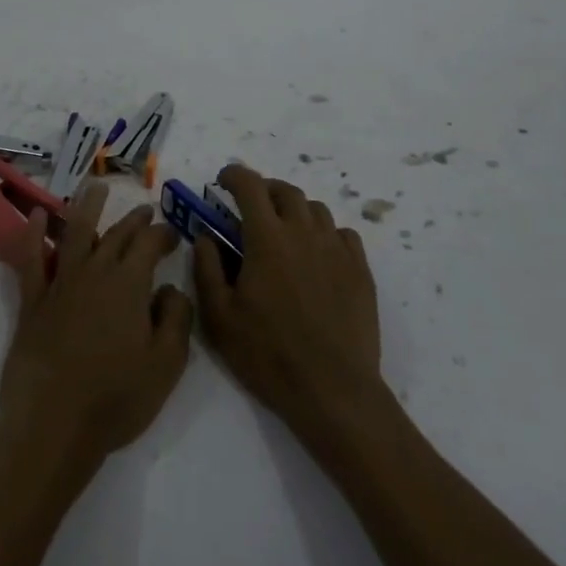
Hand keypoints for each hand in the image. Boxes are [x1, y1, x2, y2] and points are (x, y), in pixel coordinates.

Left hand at [0, 180, 194, 473]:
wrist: (53, 426)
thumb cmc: (116, 398)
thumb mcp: (167, 364)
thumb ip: (177, 318)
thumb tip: (171, 289)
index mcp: (130, 283)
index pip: (150, 243)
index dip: (163, 233)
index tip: (173, 234)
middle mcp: (95, 272)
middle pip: (117, 234)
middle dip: (134, 220)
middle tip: (145, 210)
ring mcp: (60, 284)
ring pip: (75, 233)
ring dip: (87, 207)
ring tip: (94, 187)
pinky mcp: (33, 302)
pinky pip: (32, 260)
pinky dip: (33, 234)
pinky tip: (34, 215)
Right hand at [193, 165, 389, 447]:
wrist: (333, 390)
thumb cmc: (268, 354)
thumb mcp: (220, 317)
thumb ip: (207, 268)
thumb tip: (205, 236)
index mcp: (267, 238)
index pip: (250, 185)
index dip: (234, 175)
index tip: (222, 181)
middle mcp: (304, 232)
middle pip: (285, 190)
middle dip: (264, 190)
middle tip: (250, 207)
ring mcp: (336, 248)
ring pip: (315, 209)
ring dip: (295, 210)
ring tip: (284, 231)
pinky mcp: (360, 269)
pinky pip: (342, 234)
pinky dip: (324, 233)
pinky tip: (317, 255)